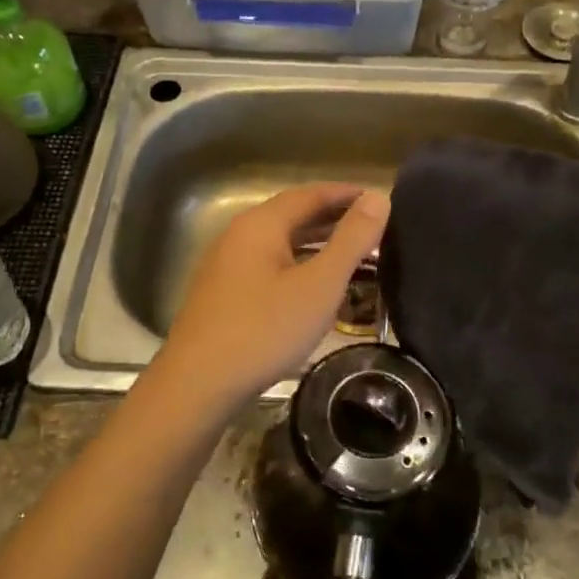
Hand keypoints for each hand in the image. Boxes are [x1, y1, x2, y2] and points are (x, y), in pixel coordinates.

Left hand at [154, 183, 390, 406]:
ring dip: (317, 245)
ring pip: (281, 244)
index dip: (347, 194)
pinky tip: (316, 289)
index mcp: (261, 224)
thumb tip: (378, 197)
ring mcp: (227, 266)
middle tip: (374, 229)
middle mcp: (240, 235)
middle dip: (334, 219)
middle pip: (293, 216)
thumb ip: (351, 240)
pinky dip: (299, 267)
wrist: (198, 384)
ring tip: (355, 256)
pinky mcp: (224, 294)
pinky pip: (270, 267)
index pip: (310, 194)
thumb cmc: (265, 330)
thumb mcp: (319, 285)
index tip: (379, 199)